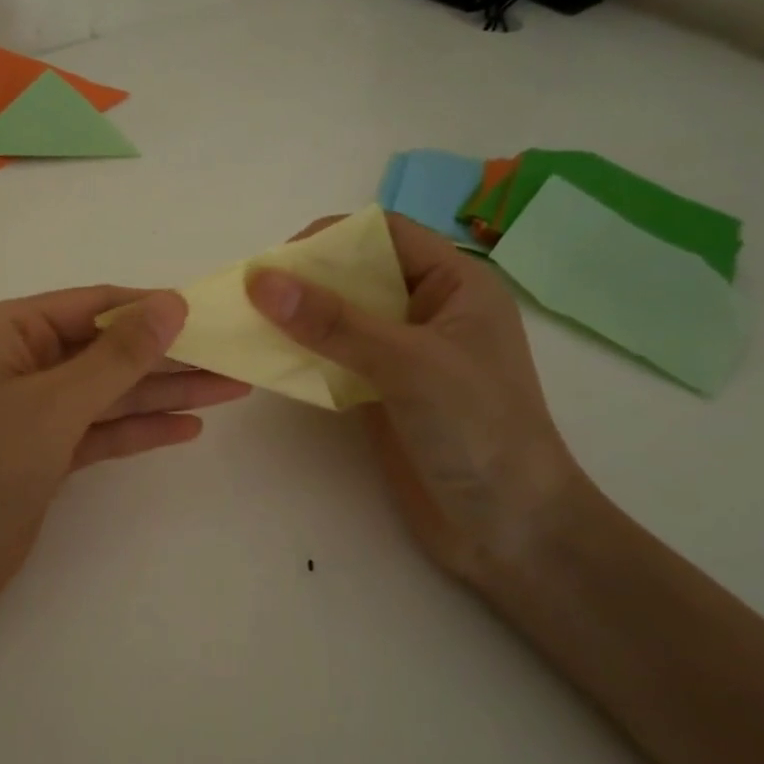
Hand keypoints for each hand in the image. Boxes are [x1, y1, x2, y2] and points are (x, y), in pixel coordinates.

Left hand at [0, 287, 250, 630]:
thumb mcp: (54, 404)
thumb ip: (117, 356)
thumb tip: (172, 302)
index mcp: (8, 331)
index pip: (93, 305)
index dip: (151, 308)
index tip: (210, 311)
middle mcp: (20, 363)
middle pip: (106, 351)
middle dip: (168, 355)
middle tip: (235, 356)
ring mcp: (33, 413)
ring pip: (109, 393)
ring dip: (165, 392)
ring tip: (231, 388)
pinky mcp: (43, 456)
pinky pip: (101, 432)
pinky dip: (140, 430)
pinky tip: (188, 427)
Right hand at [246, 214, 581, 587]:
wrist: (512, 528)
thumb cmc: (478, 430)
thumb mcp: (408, 364)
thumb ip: (334, 322)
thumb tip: (260, 279)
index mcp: (456, 284)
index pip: (385, 235)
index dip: (330, 239)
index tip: (276, 264)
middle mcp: (428, 311)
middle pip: (357, 274)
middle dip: (306, 280)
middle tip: (254, 298)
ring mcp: (405, 355)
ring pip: (342, 318)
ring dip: (299, 319)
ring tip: (251, 326)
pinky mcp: (383, 393)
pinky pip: (336, 359)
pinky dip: (304, 356)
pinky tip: (272, 362)